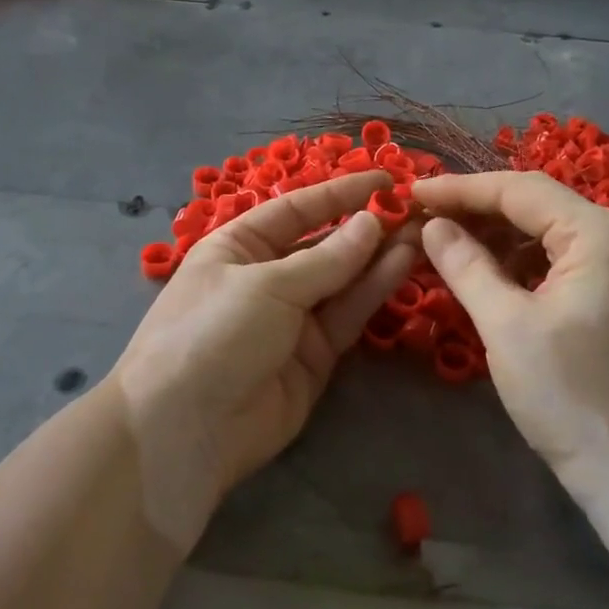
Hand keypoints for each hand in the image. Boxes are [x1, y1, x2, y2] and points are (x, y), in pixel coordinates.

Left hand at [113, 172, 415, 549]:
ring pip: (343, 279)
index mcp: (238, 246)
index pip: (296, 209)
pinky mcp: (314, 356)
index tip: (385, 179)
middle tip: (415, 208)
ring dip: (379, 256)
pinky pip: (348, 315)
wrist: (185, 429)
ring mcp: (292, 318)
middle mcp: (266, 276)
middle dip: (365, 226)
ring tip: (422, 232)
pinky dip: (374, 290)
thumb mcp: (266, 285)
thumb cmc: (212, 333)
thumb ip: (326, 258)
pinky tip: (404, 263)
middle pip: (323, 244)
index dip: (340, 193)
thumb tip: (372, 223)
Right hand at [414, 172, 608, 519]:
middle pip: (534, 202)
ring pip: (543, 229)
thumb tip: (431, 225)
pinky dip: (516, 258)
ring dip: (493, 232)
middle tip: (419, 213)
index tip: (410, 190)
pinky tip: (480, 267)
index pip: (518, 190)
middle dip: (474, 207)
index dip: (459, 188)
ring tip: (440, 238)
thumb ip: (465, 265)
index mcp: (598, 234)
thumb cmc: (570, 397)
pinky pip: (556, 256)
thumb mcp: (506, 327)